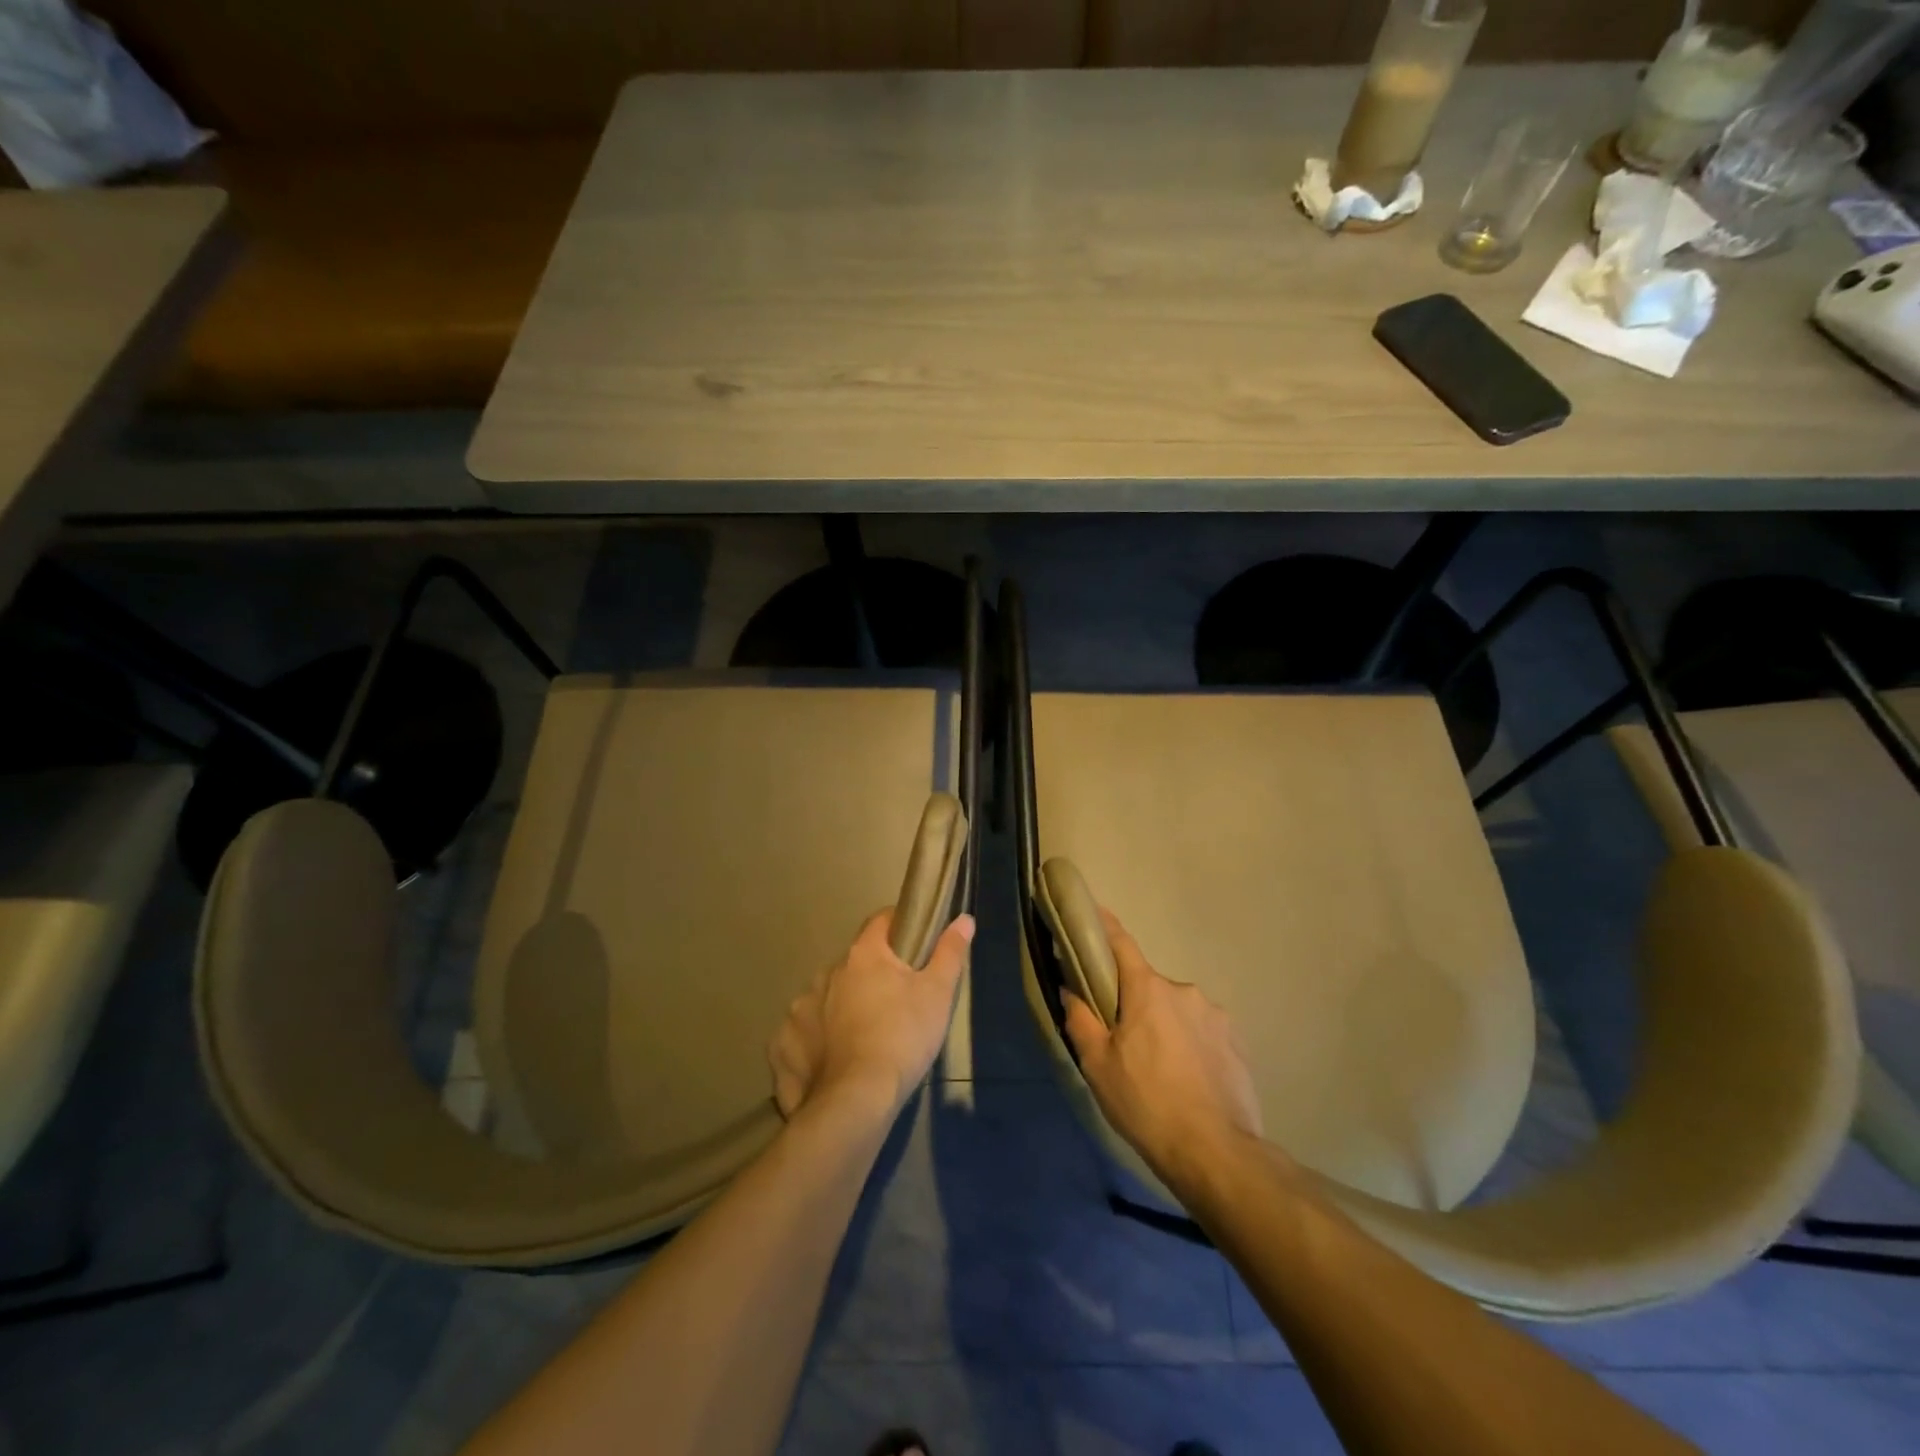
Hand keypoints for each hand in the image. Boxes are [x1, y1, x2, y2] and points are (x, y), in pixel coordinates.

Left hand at [769, 909, 973, 1120]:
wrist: (856, 1101)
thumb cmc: (904, 1038)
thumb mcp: (938, 994)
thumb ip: (950, 952)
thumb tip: (964, 919)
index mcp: (863, 955)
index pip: (881, 921)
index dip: (899, 926)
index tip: (914, 943)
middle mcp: (826, 973)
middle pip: (855, 964)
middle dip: (872, 976)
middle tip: (895, 1003)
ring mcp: (800, 1008)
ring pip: (827, 998)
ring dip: (842, 1008)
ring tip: (864, 1038)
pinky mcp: (783, 1044)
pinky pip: (803, 1033)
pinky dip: (817, 1042)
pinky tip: (833, 1062)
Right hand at [1062, 910, 1263, 1187]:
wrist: (1217, 1154)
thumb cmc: (1147, 1104)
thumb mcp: (1098, 1065)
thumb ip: (1081, 1020)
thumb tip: (1070, 989)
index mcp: (1149, 990)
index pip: (1121, 943)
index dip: (1104, 925)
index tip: (1092, 912)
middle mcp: (1185, 991)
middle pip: (1148, 986)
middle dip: (1134, 1004)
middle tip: (1123, 1041)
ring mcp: (1216, 1016)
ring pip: (1177, 1011)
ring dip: (1164, 1027)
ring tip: (1159, 1071)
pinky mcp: (1237, 1043)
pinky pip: (1202, 1032)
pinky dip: (1189, 1045)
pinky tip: (1187, 1081)